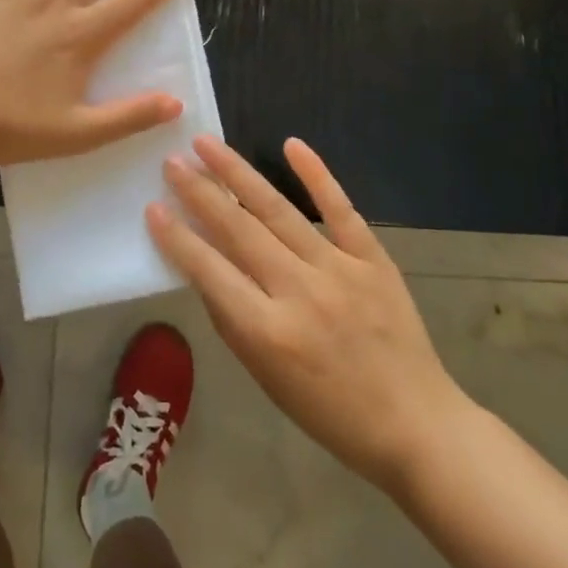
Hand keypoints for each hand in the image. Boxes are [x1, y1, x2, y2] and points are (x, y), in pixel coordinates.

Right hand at [148, 135, 472, 493]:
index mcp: (267, 331)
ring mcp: (339, 270)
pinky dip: (316, 175)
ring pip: (279, 210)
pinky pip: (340, 209)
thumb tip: (204, 268)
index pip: (209, 270)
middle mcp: (298, 292)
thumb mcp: (265, 376)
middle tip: (172, 161)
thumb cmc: (328, 411)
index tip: (153, 206)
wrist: (414, 424)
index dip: (177, 237)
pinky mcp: (373, 259)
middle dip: (200, 192)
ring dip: (239, 173)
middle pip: (239, 229)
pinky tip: (291, 144)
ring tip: (208, 144)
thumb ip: (232, 319)